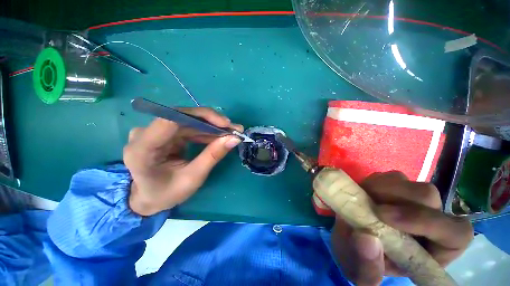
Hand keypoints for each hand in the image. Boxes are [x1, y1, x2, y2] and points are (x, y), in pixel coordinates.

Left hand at [123, 107, 242, 215]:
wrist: (148, 198)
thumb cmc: (166, 193)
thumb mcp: (192, 178)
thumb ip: (212, 156)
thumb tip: (234, 139)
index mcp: (143, 148)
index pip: (172, 119)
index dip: (201, 116)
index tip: (225, 124)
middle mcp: (145, 134)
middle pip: (183, 118)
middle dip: (212, 122)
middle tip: (235, 129)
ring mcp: (154, 132)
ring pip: (188, 121)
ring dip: (212, 127)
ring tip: (231, 133)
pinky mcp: (164, 134)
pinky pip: (188, 127)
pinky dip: (205, 132)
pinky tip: (219, 136)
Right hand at [331, 171, 472, 284]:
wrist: (350, 239)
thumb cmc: (362, 260)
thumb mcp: (361, 273)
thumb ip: (367, 267)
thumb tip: (366, 237)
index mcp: (434, 248)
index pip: (455, 232)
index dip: (428, 222)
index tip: (384, 216)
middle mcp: (428, 218)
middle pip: (428, 196)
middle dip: (396, 198)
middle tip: (368, 205)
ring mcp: (410, 198)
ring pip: (406, 180)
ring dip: (380, 188)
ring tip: (362, 200)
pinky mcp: (392, 186)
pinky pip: (386, 176)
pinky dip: (372, 182)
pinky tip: (362, 193)